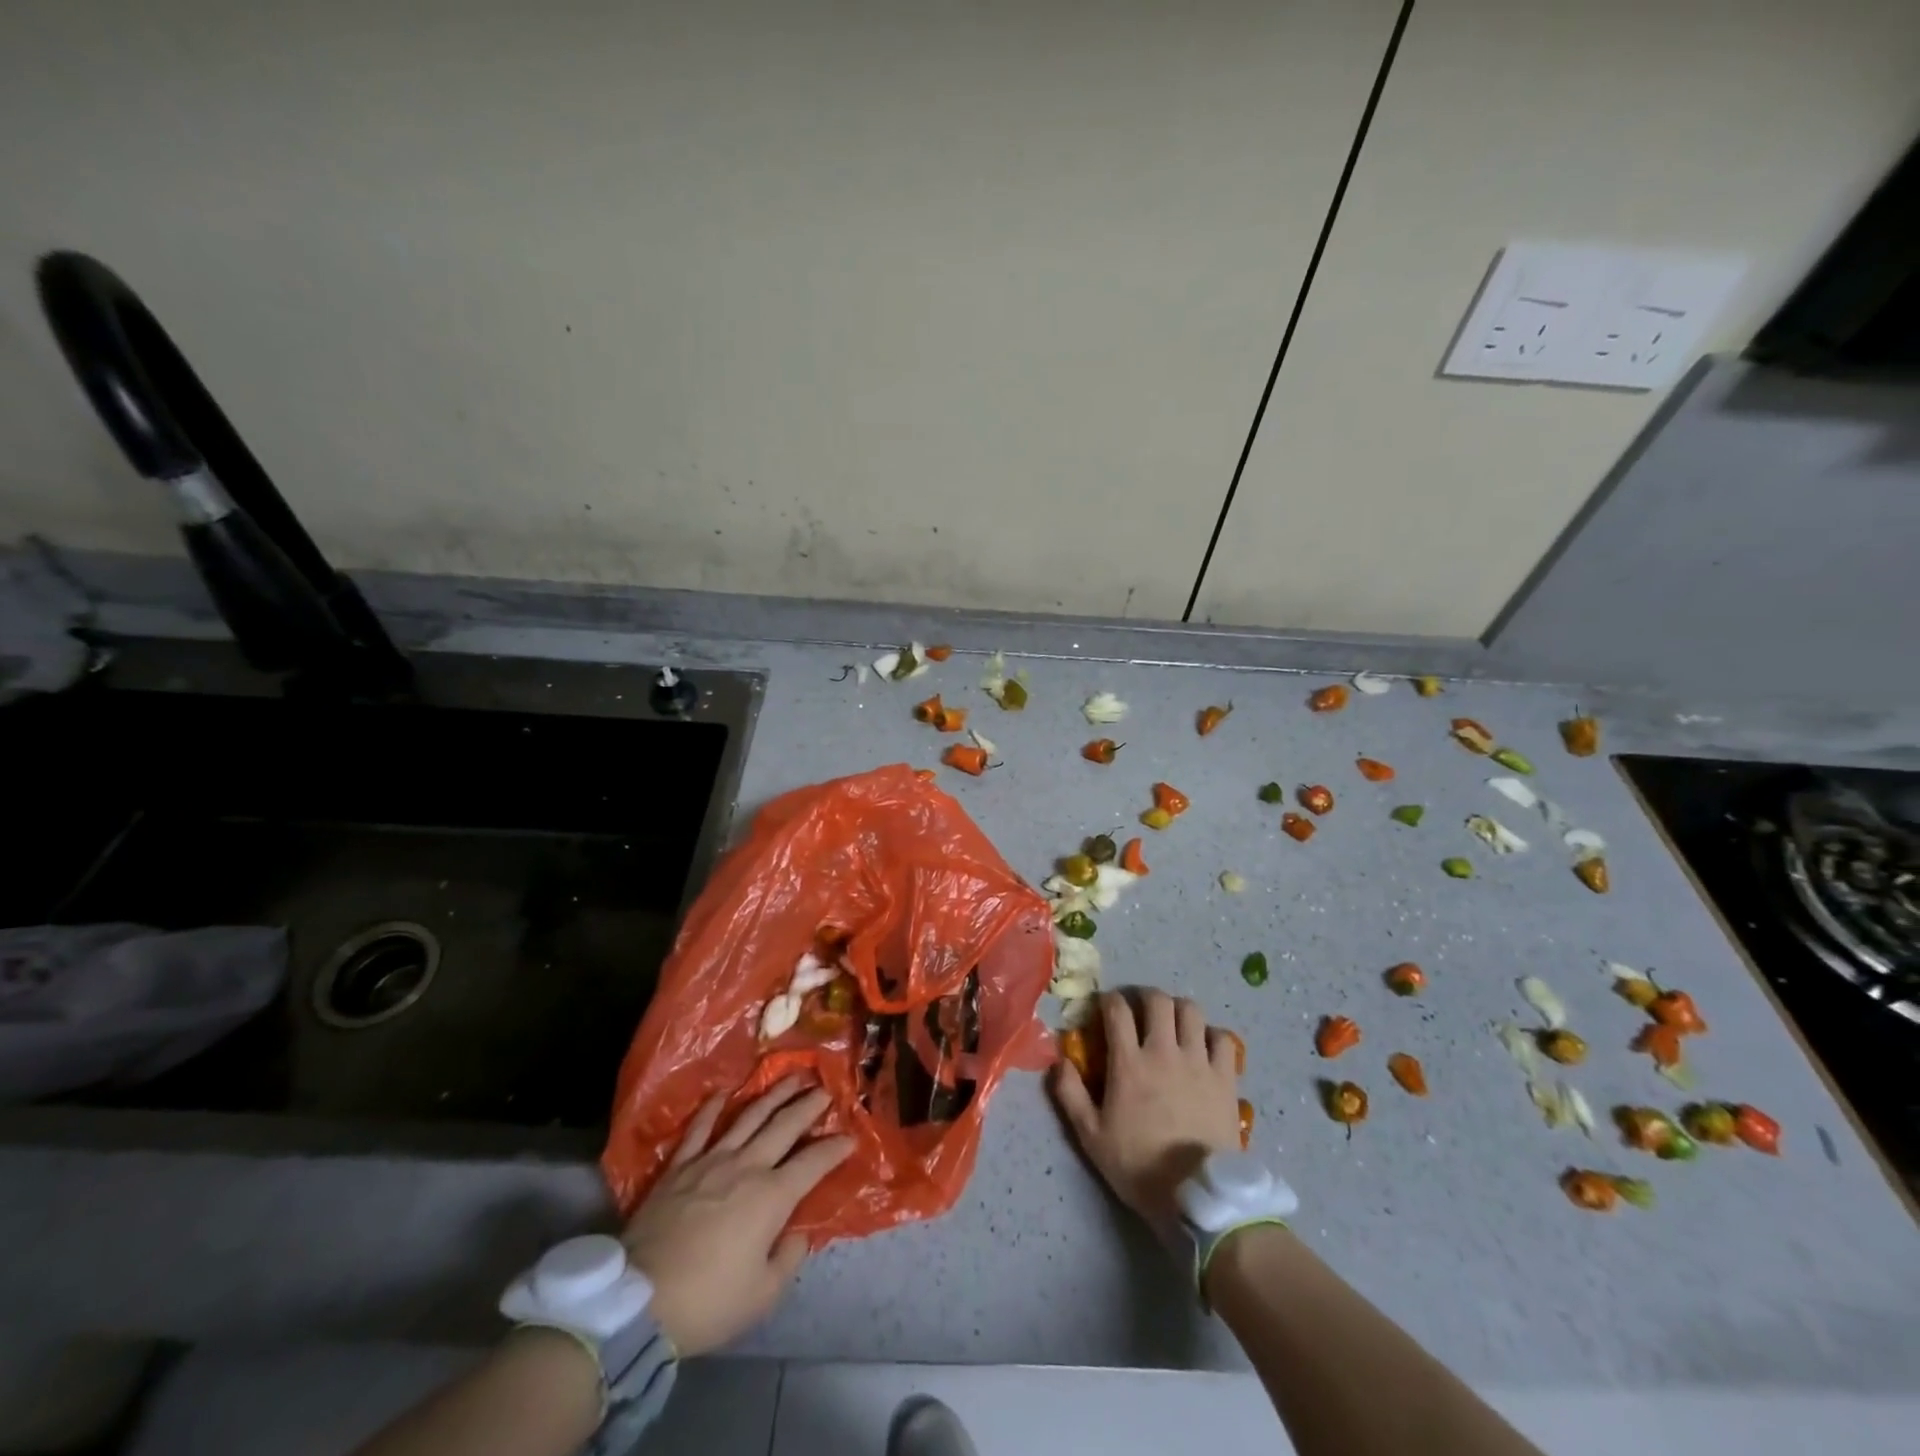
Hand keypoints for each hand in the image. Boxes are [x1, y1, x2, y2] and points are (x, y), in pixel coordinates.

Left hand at [621, 1076, 853, 1355]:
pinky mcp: (680, 1165)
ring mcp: (712, 1160)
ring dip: (774, 1094)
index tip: (850, 1138)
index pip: (814, 1162)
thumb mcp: (762, 1295)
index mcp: (772, 1196)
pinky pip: (700, 1128)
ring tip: (792, 1077)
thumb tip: (799, 1231)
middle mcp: (747, 1166)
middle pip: (785, 1125)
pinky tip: (725, 1093)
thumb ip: (788, 1258)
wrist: (639, 1302)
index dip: (835, 1148)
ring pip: (750, 1116)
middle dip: (809, 1105)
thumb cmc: (708, 1301)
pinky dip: (714, 1107)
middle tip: (826, 1089)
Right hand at [1051, 989, 1239, 1239]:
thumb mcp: (1091, 1136)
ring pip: (1191, 1011)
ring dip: (1179, 1009)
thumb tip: (1058, 1059)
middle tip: (1140, 1009)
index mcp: (1129, 1062)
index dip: (1109, 1000)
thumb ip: (1070, 1094)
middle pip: (1158, 1000)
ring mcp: (1198, 1062)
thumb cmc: (1138, 1166)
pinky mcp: (1225, 1078)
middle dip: (1145, 996)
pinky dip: (1212, 1035)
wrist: (1195, 1196)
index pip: (1117, 1010)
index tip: (1106, 1006)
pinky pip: (1223, 1038)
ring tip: (1173, 1022)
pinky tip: (1204, 1046)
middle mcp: (1164, 1051)